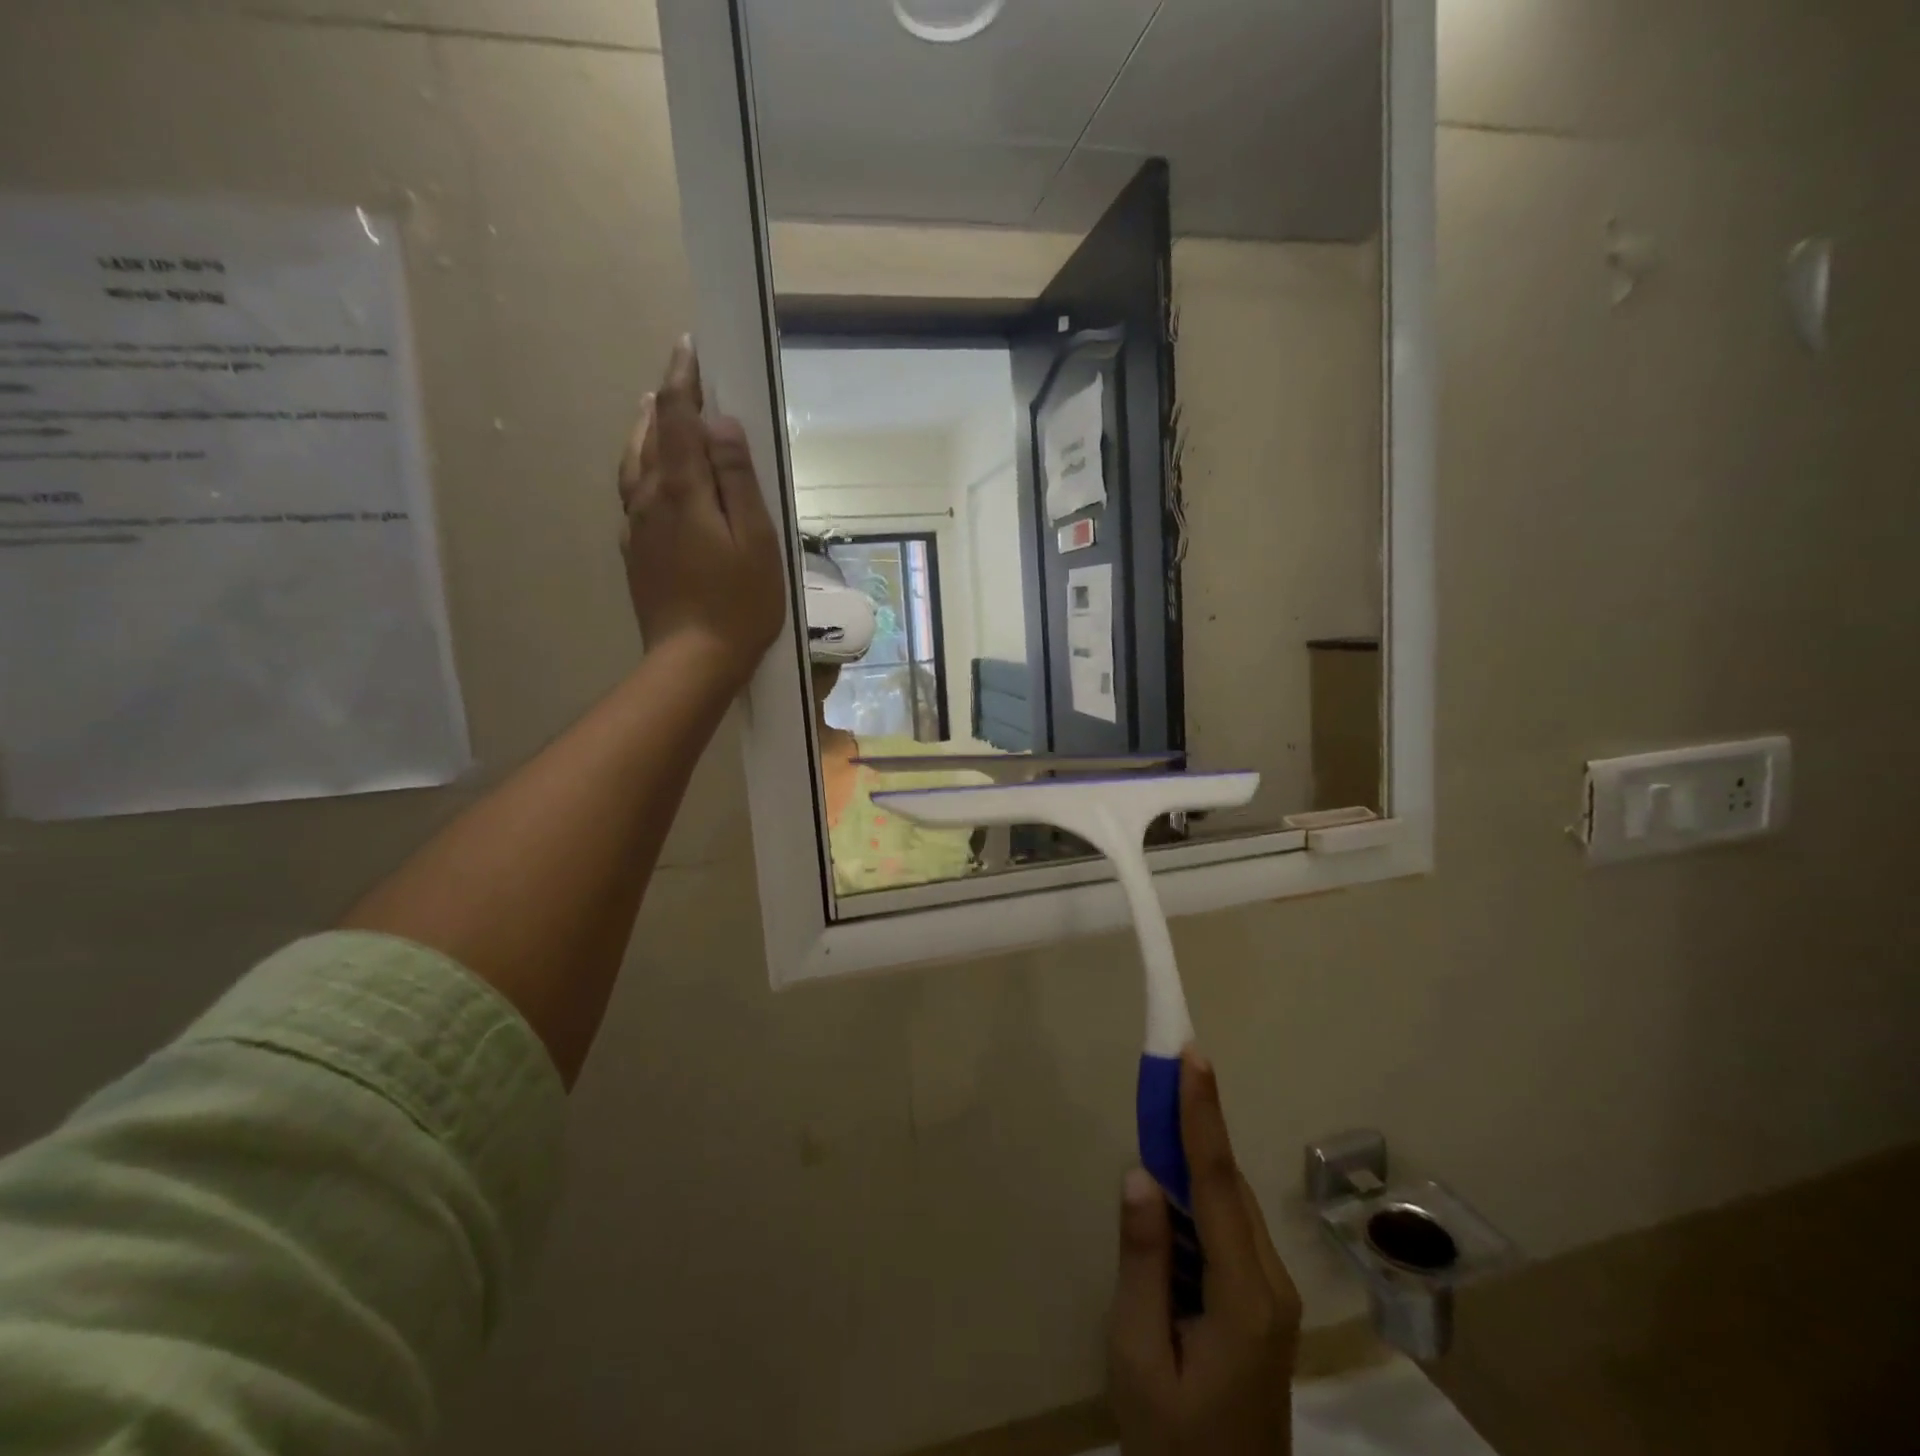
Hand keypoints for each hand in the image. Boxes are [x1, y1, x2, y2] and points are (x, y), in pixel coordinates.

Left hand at [619, 337, 786, 686]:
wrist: (692, 661)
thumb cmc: (739, 603)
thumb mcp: (756, 540)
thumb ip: (738, 479)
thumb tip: (722, 425)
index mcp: (681, 490)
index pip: (678, 418)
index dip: (684, 381)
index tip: (689, 349)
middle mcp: (648, 498)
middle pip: (650, 435)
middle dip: (665, 401)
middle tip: (681, 379)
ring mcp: (636, 527)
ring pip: (634, 463)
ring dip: (646, 430)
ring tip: (657, 411)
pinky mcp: (635, 552)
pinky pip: (632, 493)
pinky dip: (641, 467)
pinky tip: (651, 475)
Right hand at [1109, 1053, 1302, 1455]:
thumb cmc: (1174, 1446)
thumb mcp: (1140, 1357)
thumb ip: (1143, 1261)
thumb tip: (1141, 1173)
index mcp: (1245, 1297)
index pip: (1218, 1182)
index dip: (1202, 1113)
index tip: (1193, 1055)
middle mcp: (1270, 1284)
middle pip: (1227, 1184)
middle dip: (1194, 1122)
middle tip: (1163, 1071)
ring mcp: (1271, 1296)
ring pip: (1228, 1203)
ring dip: (1193, 1157)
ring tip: (1157, 1116)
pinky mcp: (1261, 1305)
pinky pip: (1227, 1229)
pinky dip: (1197, 1195)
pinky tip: (1168, 1193)